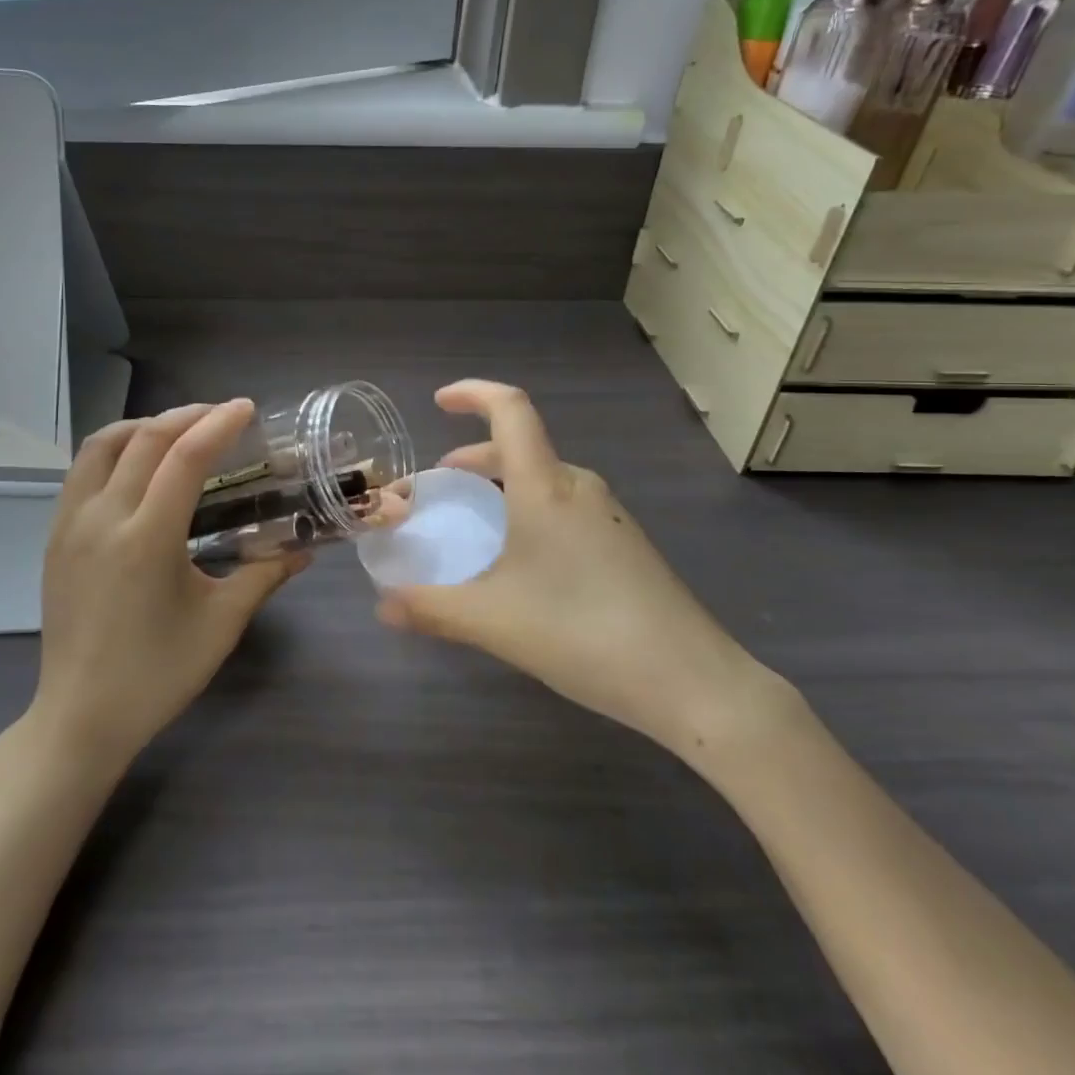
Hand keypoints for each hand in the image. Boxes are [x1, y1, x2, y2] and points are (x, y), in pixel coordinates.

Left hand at [31, 400, 305, 769]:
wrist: (80, 717)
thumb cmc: (158, 674)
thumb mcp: (221, 624)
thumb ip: (264, 575)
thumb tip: (306, 549)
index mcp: (147, 539)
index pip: (185, 457)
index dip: (218, 424)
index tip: (245, 408)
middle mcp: (103, 518)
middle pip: (144, 438)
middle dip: (187, 416)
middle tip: (221, 415)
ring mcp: (70, 524)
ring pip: (102, 444)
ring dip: (144, 425)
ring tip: (179, 430)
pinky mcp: (55, 536)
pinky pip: (82, 470)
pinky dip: (114, 448)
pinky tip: (138, 465)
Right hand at [375, 381, 789, 759]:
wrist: (691, 681)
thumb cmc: (583, 633)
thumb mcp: (494, 622)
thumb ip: (431, 609)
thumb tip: (383, 605)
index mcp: (546, 486)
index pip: (510, 409)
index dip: (472, 393)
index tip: (439, 403)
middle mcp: (579, 487)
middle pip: (520, 448)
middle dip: (473, 460)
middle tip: (439, 492)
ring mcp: (608, 514)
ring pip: (542, 480)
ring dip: (501, 489)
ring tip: (474, 528)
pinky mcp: (625, 543)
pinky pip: (564, 507)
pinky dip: (528, 512)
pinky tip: (521, 564)